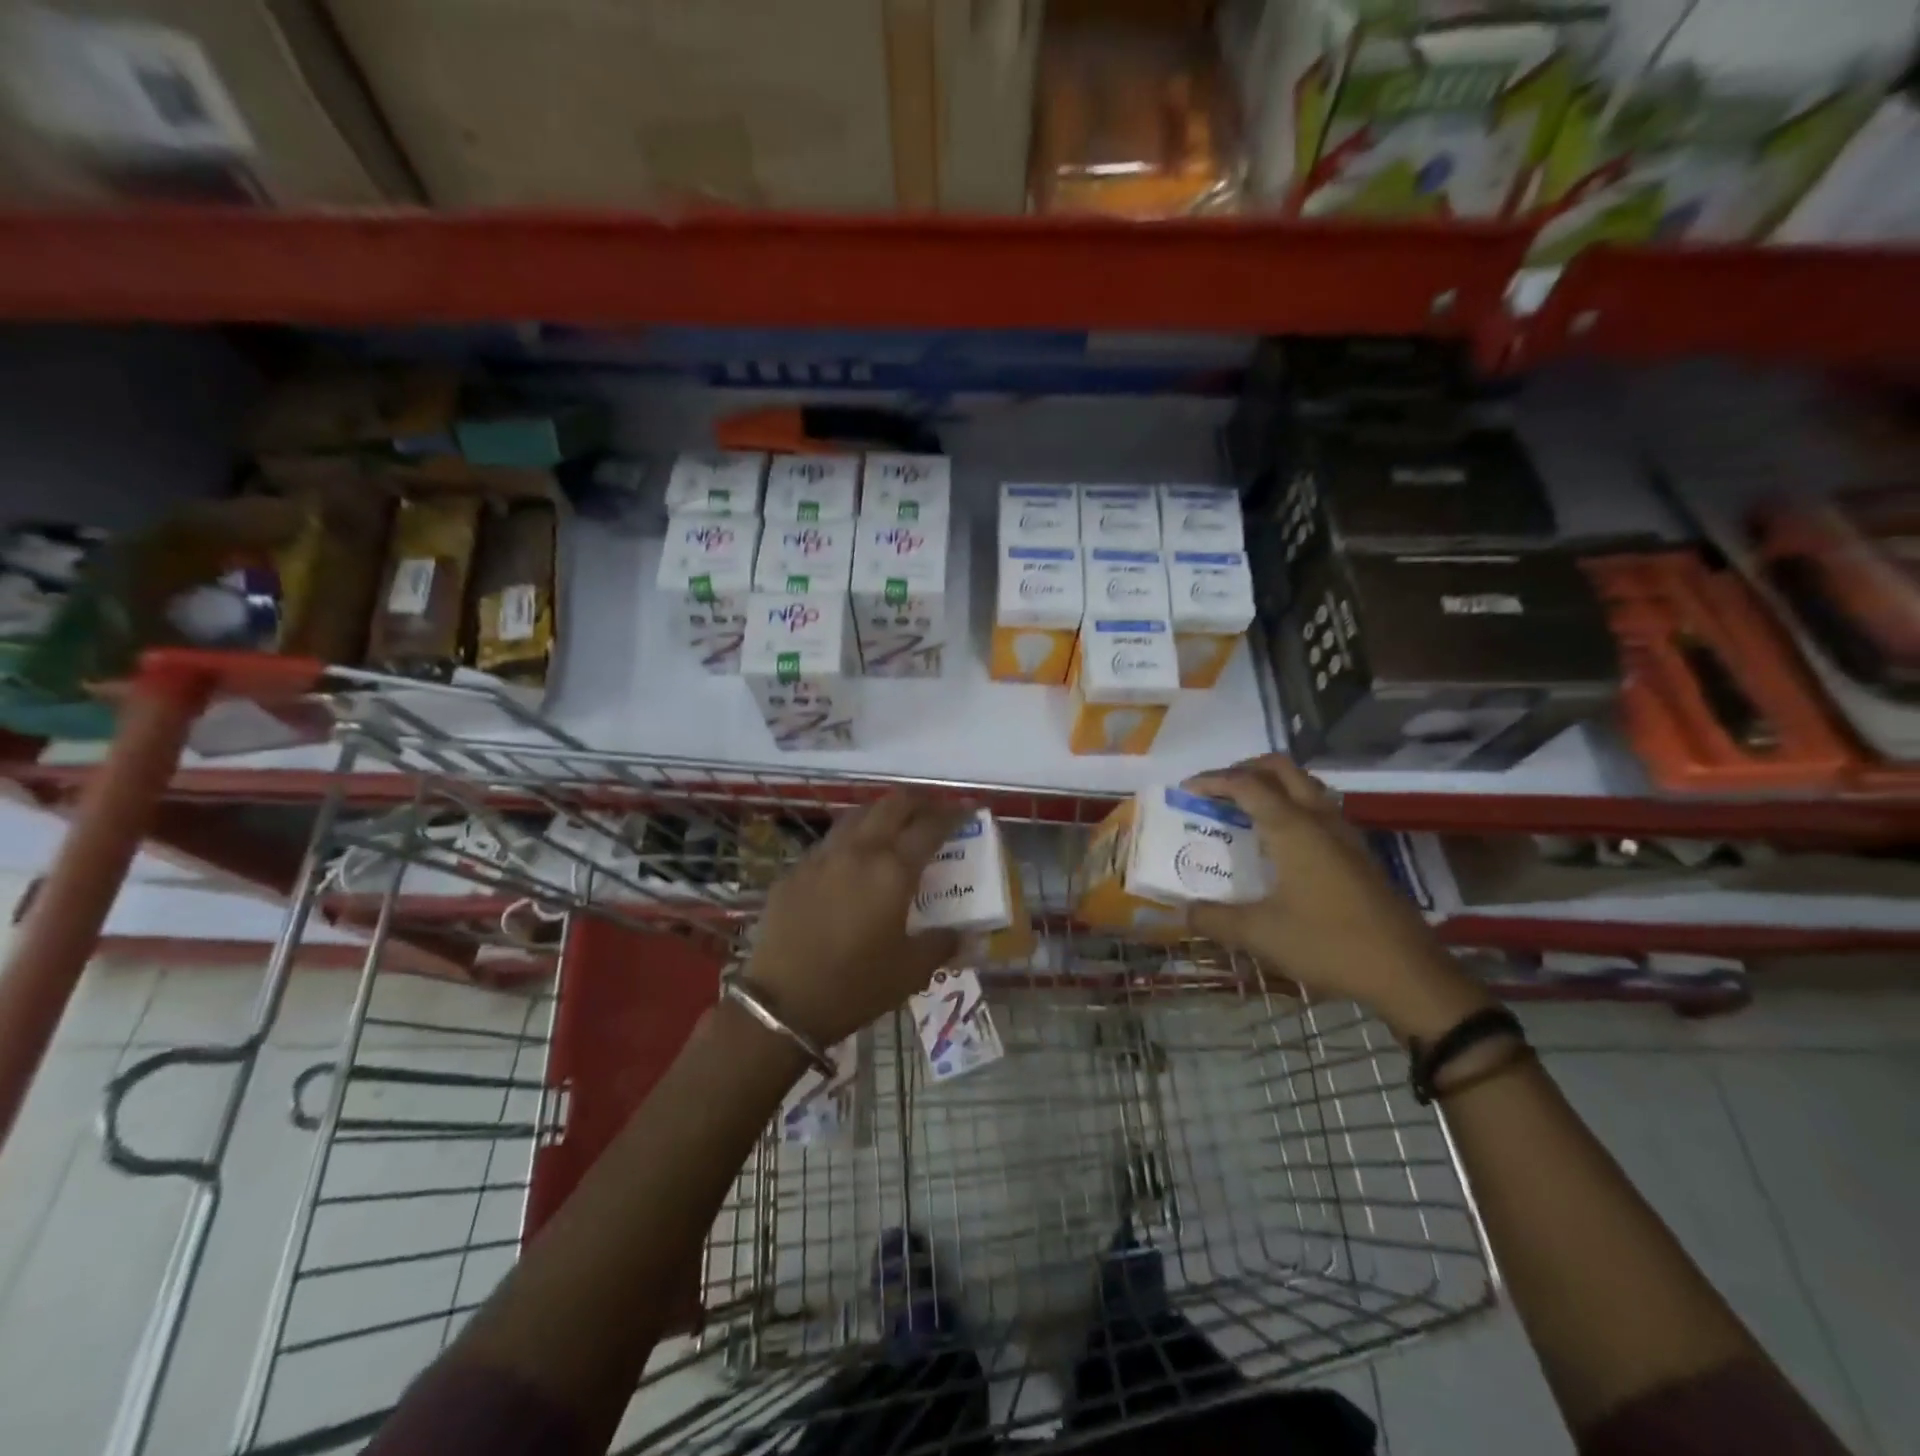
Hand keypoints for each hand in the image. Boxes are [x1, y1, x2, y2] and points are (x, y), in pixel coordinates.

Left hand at [744, 790, 968, 1047]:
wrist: (782, 1003)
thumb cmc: (855, 986)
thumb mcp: (911, 972)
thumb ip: (941, 944)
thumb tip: (961, 934)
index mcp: (893, 871)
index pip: (930, 827)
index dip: (954, 814)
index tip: (968, 810)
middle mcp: (859, 851)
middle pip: (892, 806)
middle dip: (918, 802)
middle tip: (933, 810)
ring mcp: (821, 857)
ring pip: (856, 815)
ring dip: (881, 813)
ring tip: (894, 825)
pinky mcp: (794, 871)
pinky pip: (829, 842)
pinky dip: (851, 838)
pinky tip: (852, 860)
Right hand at [1184, 755, 1491, 1041]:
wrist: (1407, 972)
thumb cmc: (1328, 944)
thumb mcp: (1259, 934)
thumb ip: (1214, 919)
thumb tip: (1182, 912)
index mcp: (1292, 828)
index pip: (1246, 784)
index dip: (1212, 781)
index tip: (1186, 789)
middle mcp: (1319, 819)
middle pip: (1281, 769)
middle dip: (1244, 769)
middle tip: (1217, 790)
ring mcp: (1345, 834)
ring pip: (1305, 785)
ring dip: (1272, 784)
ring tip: (1244, 808)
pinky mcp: (1359, 852)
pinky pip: (1319, 808)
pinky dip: (1292, 805)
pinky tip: (1281, 840)